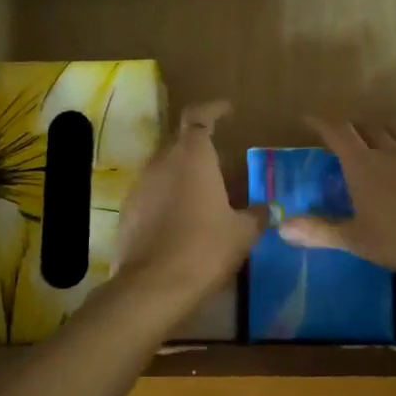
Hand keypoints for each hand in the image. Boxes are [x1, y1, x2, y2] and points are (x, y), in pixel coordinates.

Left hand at [115, 101, 266, 309]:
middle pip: (179, 140)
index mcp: (192, 156)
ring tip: (203, 193)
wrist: (153, 287)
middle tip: (221, 162)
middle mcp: (162, 162)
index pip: (198, 115)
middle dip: (199, 145)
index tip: (227, 111)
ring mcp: (140, 186)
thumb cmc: (205, 249)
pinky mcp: (127, 211)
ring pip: (163, 166)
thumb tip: (268, 209)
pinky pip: (151, 192)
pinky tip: (181, 219)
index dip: (213, 109)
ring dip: (181, 172)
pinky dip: (166, 196)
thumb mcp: (243, 233)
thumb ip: (256, 215)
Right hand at [279, 119, 395, 276]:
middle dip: (354, 128)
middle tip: (347, 135)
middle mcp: (392, 150)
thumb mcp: (357, 240)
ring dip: (386, 129)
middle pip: (368, 127)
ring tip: (382, 135)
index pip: (337, 133)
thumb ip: (320, 231)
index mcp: (363, 165)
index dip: (321, 122)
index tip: (308, 117)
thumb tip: (281, 228)